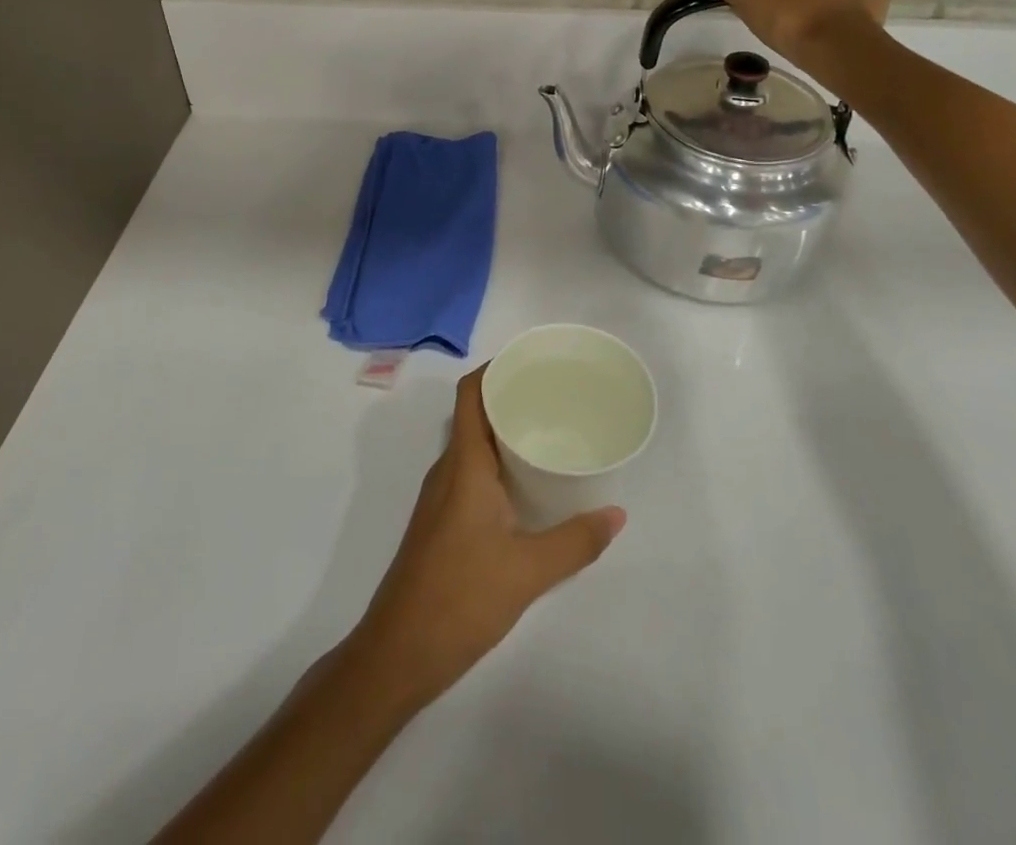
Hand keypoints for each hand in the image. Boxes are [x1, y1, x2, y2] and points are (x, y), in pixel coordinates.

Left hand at [347, 367, 624, 708]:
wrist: (398, 653)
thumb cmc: (460, 597)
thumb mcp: (528, 571)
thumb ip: (576, 541)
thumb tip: (617, 514)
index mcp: (464, 464)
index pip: (470, 394)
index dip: (494, 368)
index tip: (531, 362)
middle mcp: (448, 470)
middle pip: (473, 414)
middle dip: (509, 398)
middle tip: (555, 396)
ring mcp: (440, 497)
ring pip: (472, 445)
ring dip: (503, 432)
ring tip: (548, 432)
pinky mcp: (440, 521)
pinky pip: (469, 472)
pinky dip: (496, 463)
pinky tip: (525, 485)